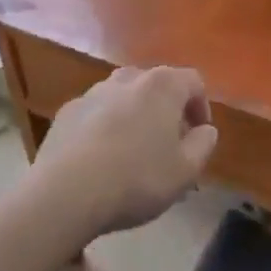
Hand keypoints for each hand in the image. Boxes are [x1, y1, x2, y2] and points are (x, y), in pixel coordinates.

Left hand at [35, 66, 218, 238]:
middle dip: (167, 111)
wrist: (65, 192)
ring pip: (124, 98)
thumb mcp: (185, 171)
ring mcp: (94, 92)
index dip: (201, 107)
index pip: (194, 82)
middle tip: (169, 146)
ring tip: (133, 153)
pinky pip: (96, 114)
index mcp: (163, 86)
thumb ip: (204, 145)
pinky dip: (104, 128)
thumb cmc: (137, 178)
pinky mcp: (67, 111)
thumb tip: (205, 130)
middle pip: (157, 86)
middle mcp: (129, 78)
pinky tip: (100, 160)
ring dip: (135, 117)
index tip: (199, 136)